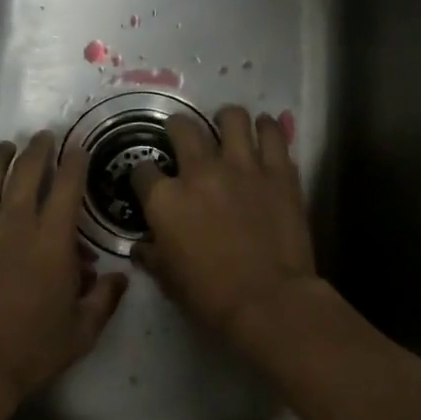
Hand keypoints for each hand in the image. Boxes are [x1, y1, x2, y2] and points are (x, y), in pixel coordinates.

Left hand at [0, 132, 127, 419]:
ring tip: (5, 148)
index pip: (68, 184)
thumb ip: (104, 300)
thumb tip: (120, 276)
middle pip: (27, 169)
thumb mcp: (80, 334)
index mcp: (51, 238)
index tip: (78, 149)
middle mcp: (12, 220)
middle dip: (39, 148)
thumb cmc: (26, 354)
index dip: (75, 161)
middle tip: (43, 138)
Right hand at [130, 106, 322, 355]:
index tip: (149, 181)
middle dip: (177, 128)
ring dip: (225, 119)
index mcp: (165, 199)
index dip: (143, 174)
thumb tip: (141, 247)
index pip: (142, 170)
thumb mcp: (167, 279)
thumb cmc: (210, 296)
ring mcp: (242, 167)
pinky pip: (273, 134)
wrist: (268, 301)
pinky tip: (264, 130)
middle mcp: (199, 172)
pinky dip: (267, 128)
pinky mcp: (278, 171)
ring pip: (231, 118)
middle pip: (182, 128)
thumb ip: (151, 255)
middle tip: (182, 136)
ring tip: (227, 126)